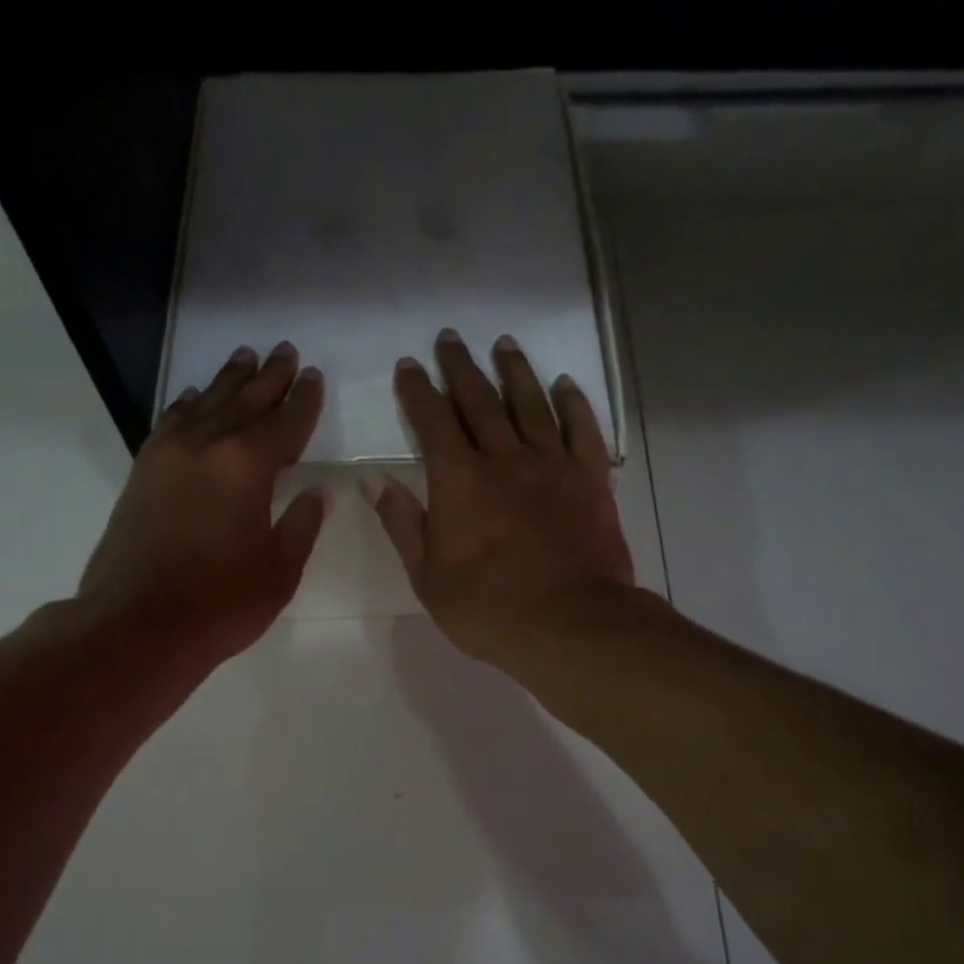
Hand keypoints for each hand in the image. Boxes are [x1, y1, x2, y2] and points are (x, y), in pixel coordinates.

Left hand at [78, 342, 325, 663]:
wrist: (138, 625)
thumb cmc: (222, 602)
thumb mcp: (280, 569)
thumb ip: (302, 524)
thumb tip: (317, 492)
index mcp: (247, 466)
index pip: (285, 423)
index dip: (303, 400)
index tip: (314, 376)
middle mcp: (206, 446)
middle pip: (244, 401)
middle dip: (269, 377)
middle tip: (286, 352)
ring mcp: (168, 456)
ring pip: (205, 404)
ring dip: (228, 381)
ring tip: (246, 357)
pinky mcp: (143, 473)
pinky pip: (171, 424)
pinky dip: (187, 406)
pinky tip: (194, 397)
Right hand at [366, 329, 641, 678]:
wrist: (570, 624)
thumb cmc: (489, 609)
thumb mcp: (428, 576)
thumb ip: (402, 523)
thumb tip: (373, 479)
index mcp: (459, 480)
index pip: (432, 420)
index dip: (418, 390)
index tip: (408, 365)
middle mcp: (505, 458)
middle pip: (480, 400)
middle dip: (460, 367)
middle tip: (450, 339)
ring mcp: (552, 464)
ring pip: (531, 403)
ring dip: (514, 371)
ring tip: (503, 344)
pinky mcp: (591, 479)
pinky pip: (582, 429)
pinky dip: (572, 403)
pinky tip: (564, 384)